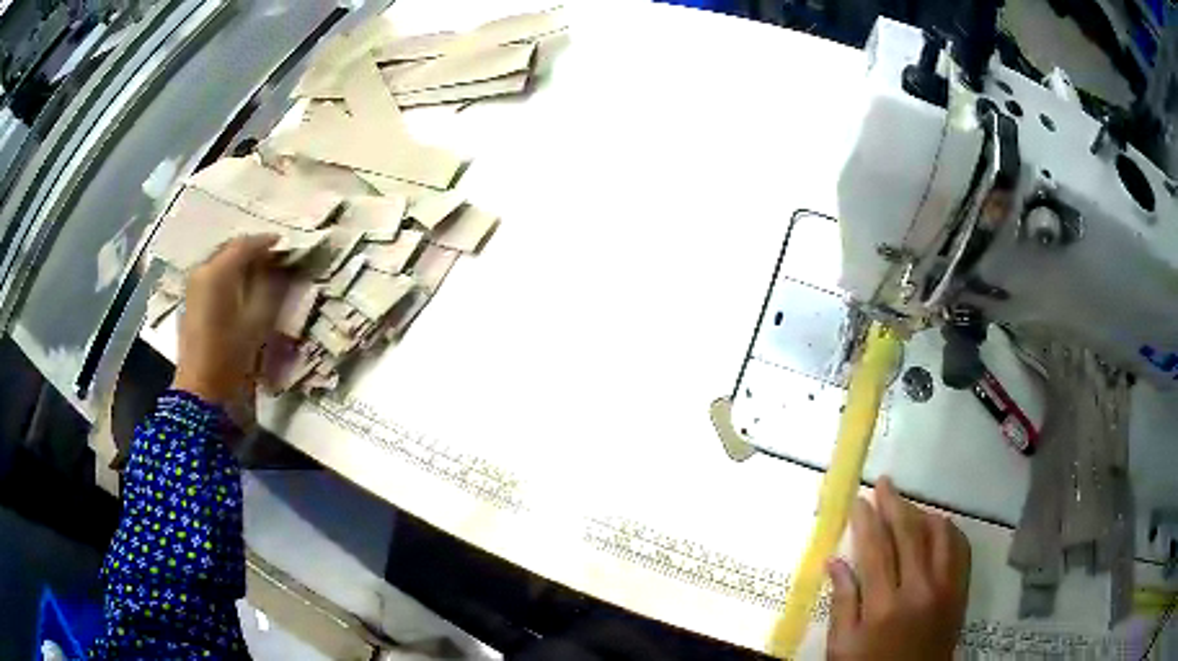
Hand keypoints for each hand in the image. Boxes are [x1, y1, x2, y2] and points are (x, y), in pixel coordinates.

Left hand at [173, 235, 286, 404]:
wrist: (200, 388)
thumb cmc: (230, 355)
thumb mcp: (257, 322)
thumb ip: (270, 288)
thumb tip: (280, 269)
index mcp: (218, 272)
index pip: (245, 245)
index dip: (267, 242)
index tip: (285, 245)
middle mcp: (202, 270)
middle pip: (230, 248)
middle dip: (252, 250)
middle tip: (274, 257)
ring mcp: (193, 284)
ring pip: (220, 260)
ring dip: (239, 261)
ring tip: (259, 270)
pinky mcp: (191, 298)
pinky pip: (212, 274)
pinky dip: (228, 273)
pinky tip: (240, 285)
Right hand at [826, 477, 971, 660]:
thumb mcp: (842, 646)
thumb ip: (842, 602)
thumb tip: (833, 561)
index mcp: (884, 606)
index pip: (875, 548)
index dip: (866, 520)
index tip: (859, 500)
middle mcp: (919, 589)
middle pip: (909, 533)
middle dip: (894, 503)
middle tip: (884, 483)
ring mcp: (946, 588)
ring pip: (939, 534)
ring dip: (923, 513)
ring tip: (908, 506)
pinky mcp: (961, 591)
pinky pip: (961, 548)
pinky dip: (949, 530)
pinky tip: (938, 526)